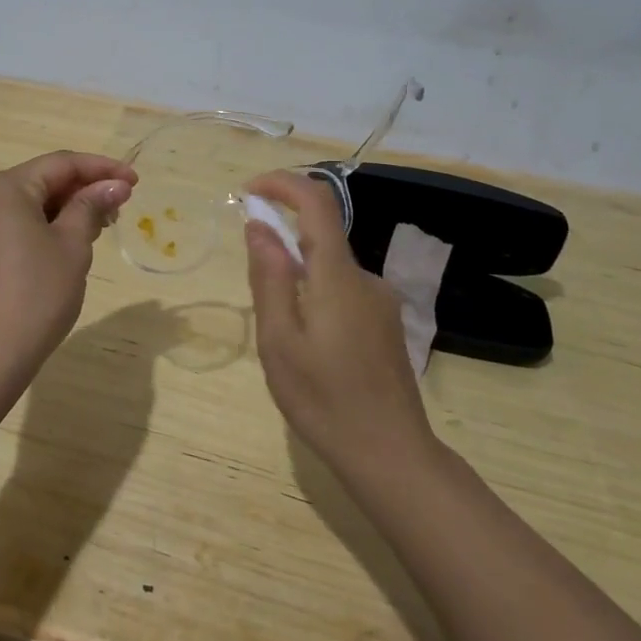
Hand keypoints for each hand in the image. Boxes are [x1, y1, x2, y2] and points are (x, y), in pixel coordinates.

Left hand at [0, 151, 135, 383]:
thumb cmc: (35, 296)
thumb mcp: (72, 246)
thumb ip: (92, 206)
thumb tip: (113, 186)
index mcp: (2, 187)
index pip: (60, 164)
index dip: (101, 169)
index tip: (135, 182)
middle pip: (39, 181)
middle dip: (81, 191)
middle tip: (119, 209)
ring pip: (24, 205)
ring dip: (61, 210)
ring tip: (97, 228)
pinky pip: (8, 226)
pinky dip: (38, 227)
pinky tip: (63, 245)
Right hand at [244, 170, 440, 483]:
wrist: (391, 455)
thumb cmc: (325, 400)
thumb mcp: (279, 341)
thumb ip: (269, 277)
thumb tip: (258, 226)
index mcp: (337, 276)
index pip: (317, 203)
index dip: (282, 184)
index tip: (248, 191)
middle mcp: (365, 278)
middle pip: (321, 235)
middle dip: (281, 239)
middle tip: (253, 285)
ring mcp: (380, 301)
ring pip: (329, 267)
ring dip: (297, 275)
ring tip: (281, 332)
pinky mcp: (385, 323)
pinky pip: (343, 289)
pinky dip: (315, 294)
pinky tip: (309, 346)